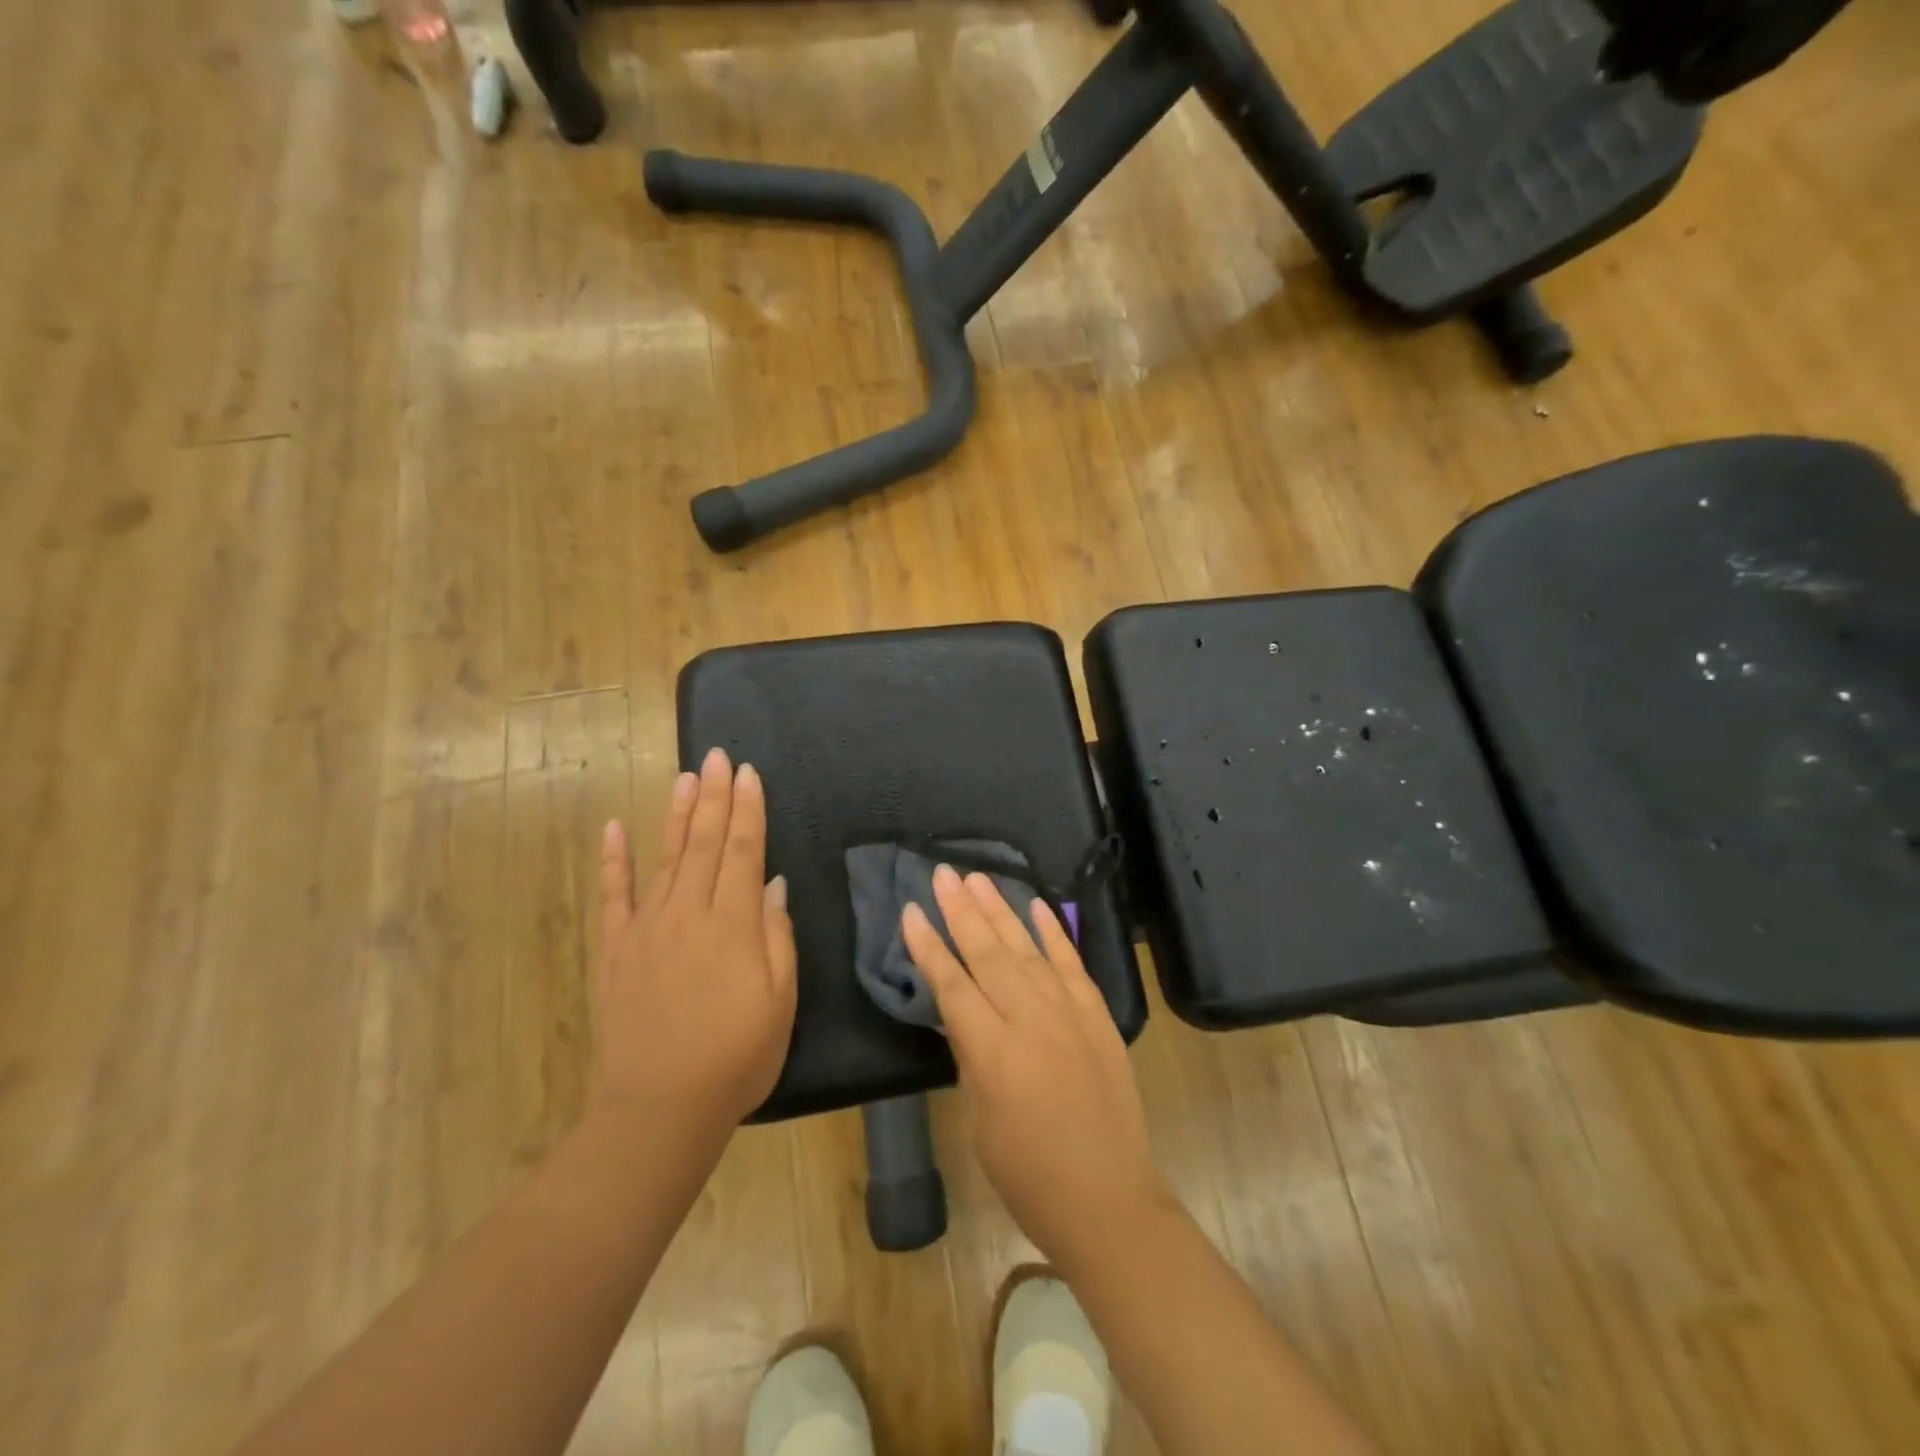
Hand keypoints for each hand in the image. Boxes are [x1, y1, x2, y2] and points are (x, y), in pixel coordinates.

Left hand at [594, 748, 797, 1129]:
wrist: (661, 1109)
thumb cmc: (737, 1057)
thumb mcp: (781, 1001)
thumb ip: (776, 937)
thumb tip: (772, 886)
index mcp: (733, 924)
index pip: (744, 851)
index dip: (748, 810)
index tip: (749, 773)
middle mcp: (688, 914)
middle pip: (705, 844)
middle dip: (715, 797)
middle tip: (719, 756)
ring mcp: (646, 930)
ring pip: (665, 859)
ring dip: (677, 815)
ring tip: (686, 777)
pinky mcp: (616, 952)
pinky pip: (613, 898)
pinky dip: (613, 862)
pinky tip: (615, 829)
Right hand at [902, 867, 1172, 1267]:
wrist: (1109, 1199)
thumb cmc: (1029, 1175)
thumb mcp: (981, 1121)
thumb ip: (971, 1056)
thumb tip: (961, 1012)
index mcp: (993, 1053)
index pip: (952, 985)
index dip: (929, 946)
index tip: (912, 910)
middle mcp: (1031, 1020)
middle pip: (988, 953)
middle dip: (961, 910)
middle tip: (943, 873)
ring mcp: (1069, 1013)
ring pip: (1027, 949)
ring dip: (1001, 910)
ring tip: (978, 877)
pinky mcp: (1098, 1016)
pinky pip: (1072, 963)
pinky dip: (1054, 932)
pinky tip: (1037, 905)